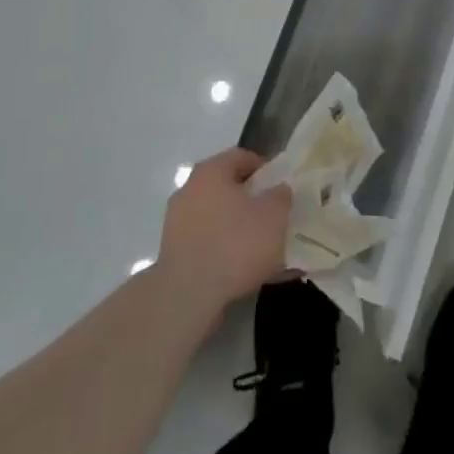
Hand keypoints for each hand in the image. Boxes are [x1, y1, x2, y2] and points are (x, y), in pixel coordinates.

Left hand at [155, 149, 291, 320]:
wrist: (188, 296)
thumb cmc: (235, 244)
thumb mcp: (274, 216)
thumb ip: (281, 196)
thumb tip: (279, 190)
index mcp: (211, 171)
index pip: (241, 156)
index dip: (265, 168)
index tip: (281, 185)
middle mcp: (189, 190)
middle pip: (226, 186)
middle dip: (250, 199)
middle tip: (272, 215)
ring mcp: (176, 223)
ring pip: (216, 216)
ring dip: (237, 227)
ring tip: (261, 248)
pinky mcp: (172, 253)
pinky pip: (206, 242)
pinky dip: (224, 250)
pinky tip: (243, 269)